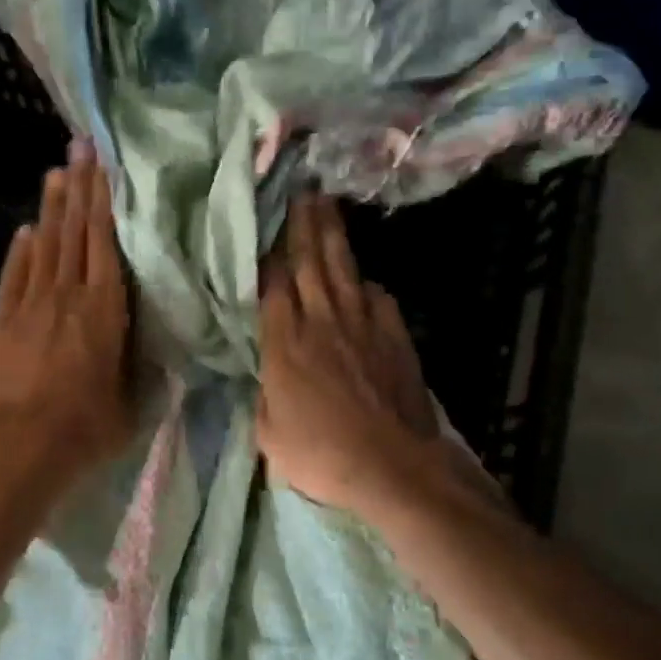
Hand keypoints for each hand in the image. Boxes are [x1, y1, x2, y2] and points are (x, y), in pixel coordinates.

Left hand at [0, 139, 134, 492]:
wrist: (20, 450)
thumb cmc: (86, 430)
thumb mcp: (133, 402)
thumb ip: (140, 364)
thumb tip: (152, 342)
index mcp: (105, 310)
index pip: (105, 242)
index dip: (105, 201)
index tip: (105, 166)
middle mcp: (67, 295)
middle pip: (74, 232)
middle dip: (79, 187)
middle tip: (80, 146)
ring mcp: (30, 305)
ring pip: (44, 245)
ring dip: (51, 208)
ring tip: (57, 172)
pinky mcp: (3, 321)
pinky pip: (15, 274)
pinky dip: (22, 249)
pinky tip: (27, 229)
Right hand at [257, 194, 446, 515]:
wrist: (392, 466)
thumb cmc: (320, 455)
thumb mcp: (269, 435)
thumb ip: (266, 397)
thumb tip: (270, 377)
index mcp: (284, 344)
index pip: (273, 286)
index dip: (269, 256)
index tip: (266, 230)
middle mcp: (321, 322)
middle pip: (310, 263)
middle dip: (304, 225)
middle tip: (302, 192)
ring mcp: (362, 326)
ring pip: (344, 270)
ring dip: (334, 237)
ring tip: (327, 209)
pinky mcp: (394, 337)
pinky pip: (378, 298)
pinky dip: (367, 284)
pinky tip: (363, 280)